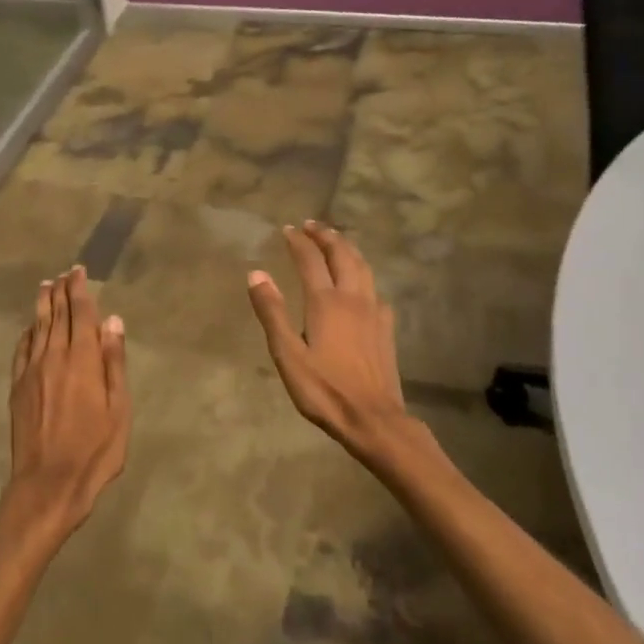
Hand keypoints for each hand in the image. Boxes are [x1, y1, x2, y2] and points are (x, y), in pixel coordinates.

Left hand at [7, 265, 129, 530]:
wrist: (48, 484)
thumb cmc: (95, 450)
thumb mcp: (119, 409)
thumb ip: (114, 362)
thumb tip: (112, 321)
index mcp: (82, 360)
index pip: (80, 313)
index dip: (79, 290)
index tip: (78, 271)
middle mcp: (53, 357)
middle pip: (56, 315)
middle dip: (61, 291)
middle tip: (64, 273)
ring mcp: (31, 372)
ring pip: (36, 328)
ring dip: (42, 305)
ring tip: (45, 286)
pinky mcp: (17, 388)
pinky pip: (22, 350)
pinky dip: (27, 333)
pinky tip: (30, 328)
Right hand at [247, 222, 434, 468]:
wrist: (373, 418)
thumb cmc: (324, 389)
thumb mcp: (287, 355)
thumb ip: (272, 312)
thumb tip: (256, 273)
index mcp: (326, 302)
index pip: (310, 259)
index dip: (298, 241)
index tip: (287, 229)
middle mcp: (353, 298)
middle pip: (342, 254)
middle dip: (326, 235)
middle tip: (312, 224)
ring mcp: (374, 311)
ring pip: (363, 267)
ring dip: (347, 248)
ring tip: (336, 241)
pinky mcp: (386, 327)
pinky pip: (374, 288)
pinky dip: (362, 274)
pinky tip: (360, 284)